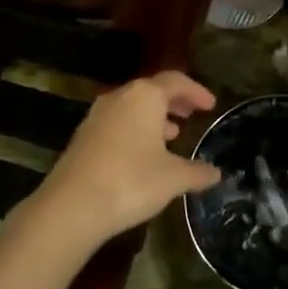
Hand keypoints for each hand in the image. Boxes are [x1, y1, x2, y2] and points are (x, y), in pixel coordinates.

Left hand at [30, 72, 220, 249]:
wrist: (71, 206)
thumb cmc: (131, 181)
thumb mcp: (173, 178)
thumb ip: (197, 172)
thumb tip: (216, 173)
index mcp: (144, 96)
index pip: (175, 81)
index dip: (195, 91)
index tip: (210, 105)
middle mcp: (119, 97)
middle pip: (152, 90)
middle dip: (174, 101)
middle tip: (192, 113)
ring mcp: (97, 116)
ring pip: (132, 107)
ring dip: (154, 117)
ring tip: (172, 135)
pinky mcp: (83, 137)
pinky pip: (117, 123)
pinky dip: (135, 130)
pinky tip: (143, 155)